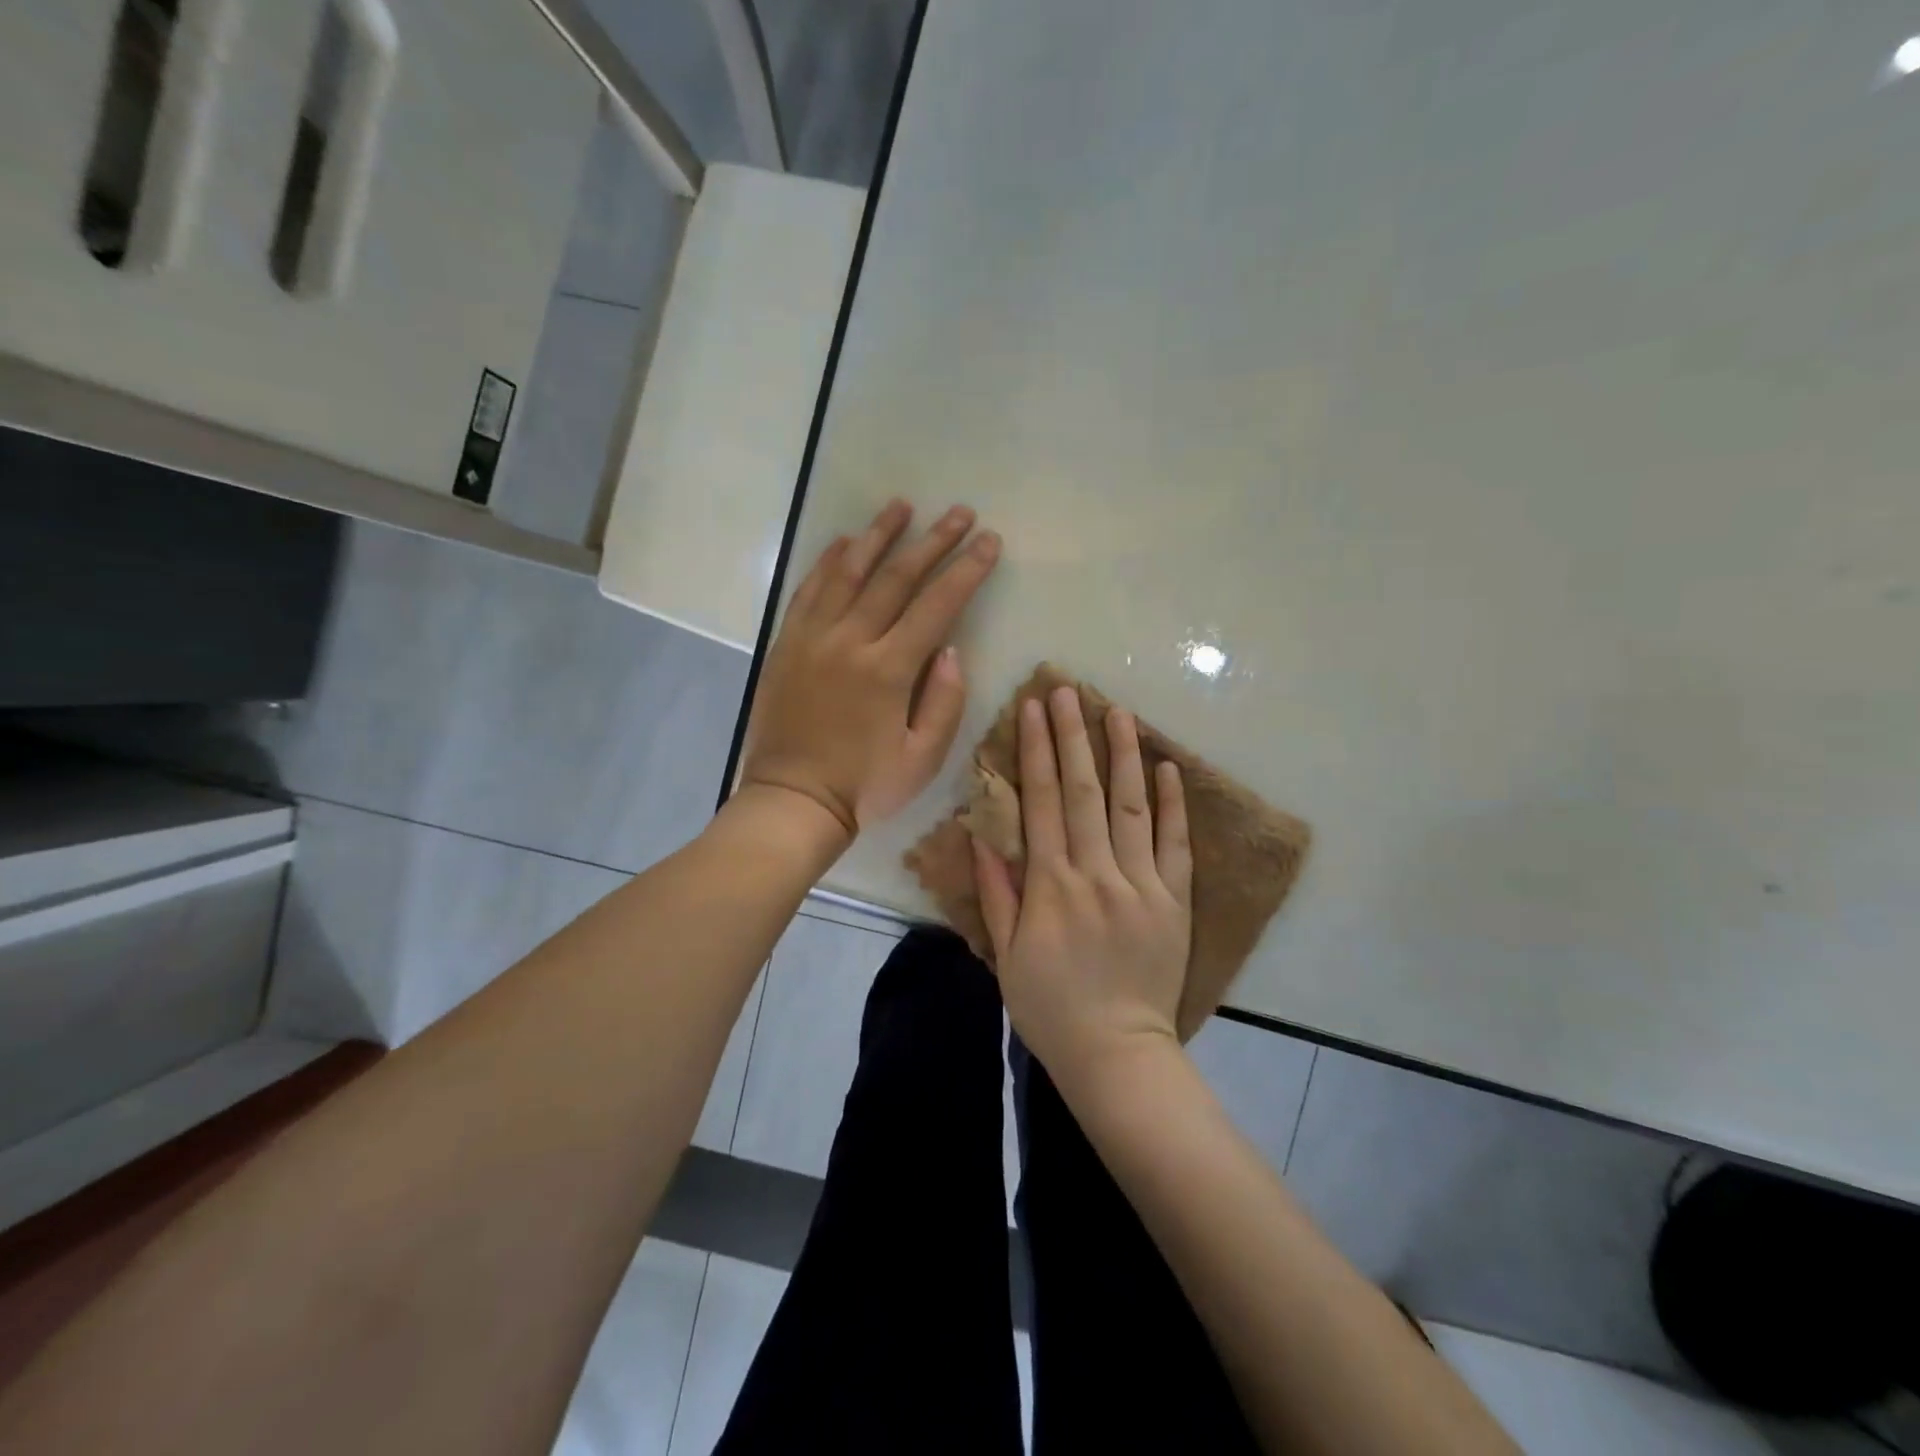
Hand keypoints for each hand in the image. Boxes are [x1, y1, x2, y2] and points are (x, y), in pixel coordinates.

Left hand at [741, 500, 1000, 845]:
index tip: (989, 540)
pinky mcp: (787, 644)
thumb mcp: (923, 759)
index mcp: (889, 669)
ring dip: (877, 536)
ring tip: (901, 506)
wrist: (792, 800)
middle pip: (896, 577)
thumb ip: (945, 702)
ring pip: (848, 572)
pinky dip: (826, 562)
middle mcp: (850, 640)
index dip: (967, 570)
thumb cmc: (864, 786)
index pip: (937, 605)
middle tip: (958, 512)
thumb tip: (952, 650)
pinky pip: (808, 591)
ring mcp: (813, 638)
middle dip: (933, 541)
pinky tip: (843, 541)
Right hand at [974, 686, 1193, 1084]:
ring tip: (1117, 710)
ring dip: (1123, 754)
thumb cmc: (1050, 1006)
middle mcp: (1096, 872)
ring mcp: (1141, 884)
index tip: (1033, 708)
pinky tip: (1167, 766)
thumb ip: (997, 892)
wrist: (1116, 1053)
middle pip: (1083, 791)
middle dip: (1073, 736)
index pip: (1041, 801)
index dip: (1035, 751)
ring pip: (1131, 806)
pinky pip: (1175, 845)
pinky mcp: (1175, 901)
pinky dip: (1172, 804)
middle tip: (1068, 690)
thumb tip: (981, 834)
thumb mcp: (1007, 955)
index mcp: (1051, 885)